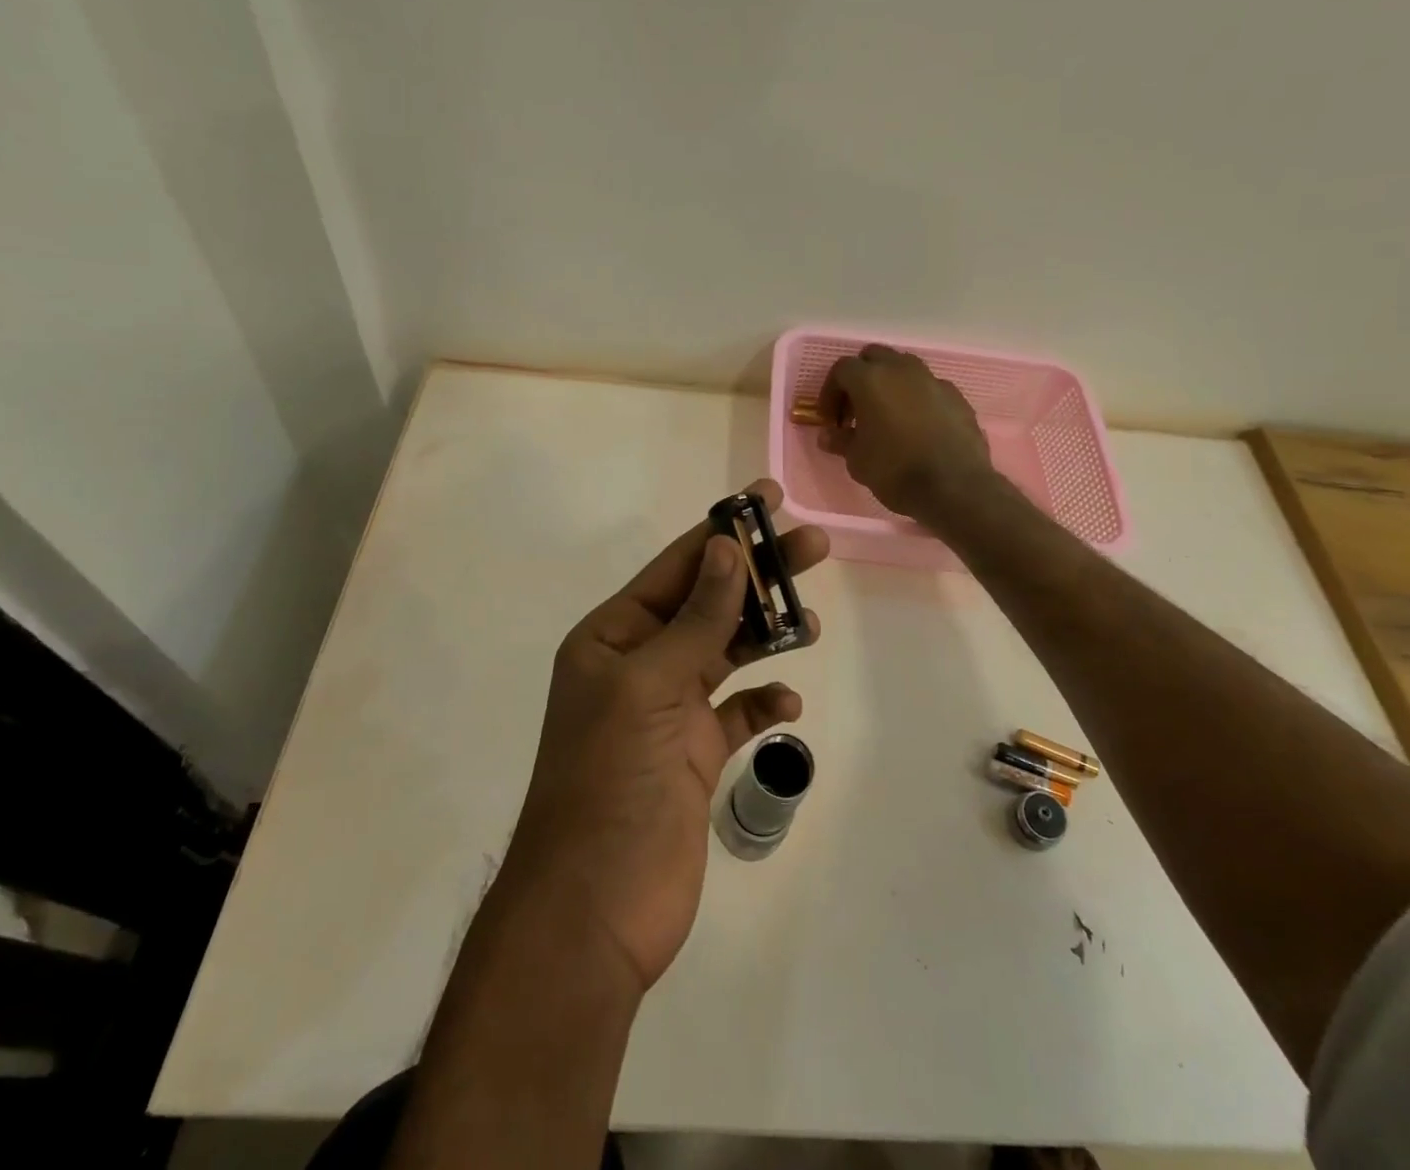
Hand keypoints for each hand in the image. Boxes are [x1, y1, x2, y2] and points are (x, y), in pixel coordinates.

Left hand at [499, 480, 829, 993]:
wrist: (594, 908)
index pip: (676, 568)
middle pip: (707, 603)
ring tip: (811, 621)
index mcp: (612, 637)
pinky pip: (735, 712)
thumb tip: (727, 548)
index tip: (769, 500)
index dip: (723, 532)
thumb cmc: (611, 781)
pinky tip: (786, 705)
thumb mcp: (650, 686)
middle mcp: (638, 664)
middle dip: (757, 575)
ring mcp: (667, 711)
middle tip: (814, 546)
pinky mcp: (692, 754)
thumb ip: (695, 618)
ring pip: (725, 652)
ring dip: (766, 634)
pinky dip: (762, 703)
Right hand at [818, 345, 994, 520]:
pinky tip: (917, 428)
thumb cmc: (895, 470)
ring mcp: (933, 380)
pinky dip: (917, 399)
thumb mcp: (857, 460)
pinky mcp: (956, 397)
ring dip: (890, 385)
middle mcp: (902, 370)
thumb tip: (828, 435)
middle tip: (856, 410)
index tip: (831, 420)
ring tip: (887, 416)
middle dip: (861, 378)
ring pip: (904, 368)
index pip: (842, 369)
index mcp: (871, 379)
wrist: (954, 487)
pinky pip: (929, 388)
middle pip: (874, 357)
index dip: (830, 392)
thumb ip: (841, 441)